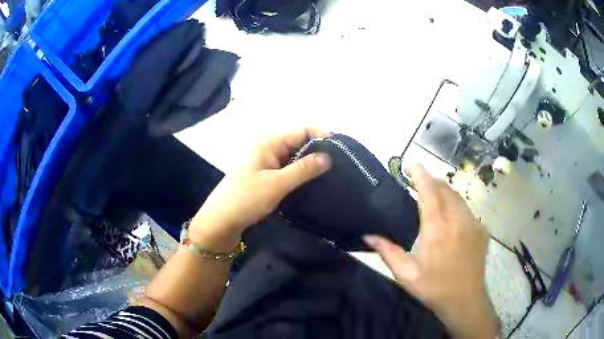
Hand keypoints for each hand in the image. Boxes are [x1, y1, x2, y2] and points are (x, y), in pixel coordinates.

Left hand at [189, 128, 331, 250]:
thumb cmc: (246, 198)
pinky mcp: (266, 178)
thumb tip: (328, 156)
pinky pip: (288, 171)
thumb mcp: (277, 184)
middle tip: (341, 165)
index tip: (342, 149)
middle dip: (319, 152)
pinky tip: (314, 184)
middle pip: (299, 144)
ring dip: (311, 165)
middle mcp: (269, 149)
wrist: (221, 221)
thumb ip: (304, 169)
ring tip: (332, 175)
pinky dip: (301, 175)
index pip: (302, 131)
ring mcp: (267, 164)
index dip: (322, 136)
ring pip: (295, 159)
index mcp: (269, 143)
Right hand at [364, 165, 498, 338]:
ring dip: (444, 190)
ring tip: (432, 192)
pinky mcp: (481, 230)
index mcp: (437, 231)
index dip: (421, 175)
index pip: (430, 193)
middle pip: (445, 189)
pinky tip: (449, 214)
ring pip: (458, 196)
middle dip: (432, 179)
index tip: (411, 165)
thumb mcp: (406, 275)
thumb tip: (368, 234)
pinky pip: (466, 209)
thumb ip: (387, 252)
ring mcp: (473, 224)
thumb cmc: (434, 289)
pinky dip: (455, 204)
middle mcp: (458, 222)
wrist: (465, 301)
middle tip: (418, 180)